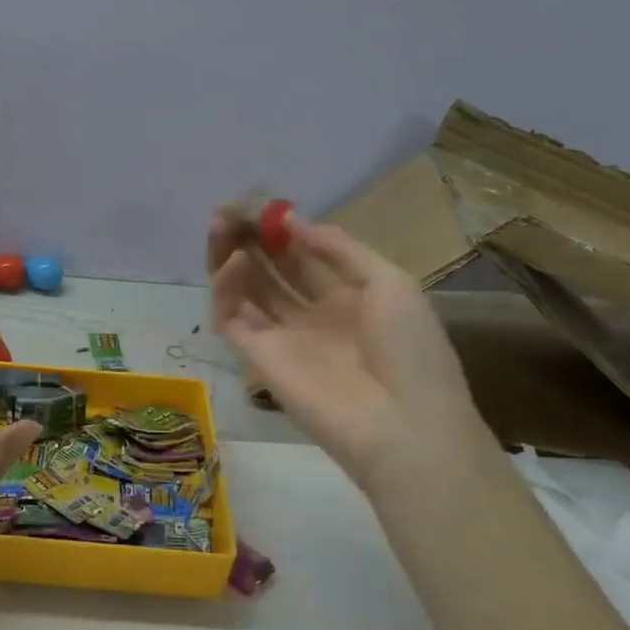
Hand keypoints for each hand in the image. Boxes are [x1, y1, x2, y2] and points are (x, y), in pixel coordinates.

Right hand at [208, 212, 485, 489]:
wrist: (405, 426)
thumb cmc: (410, 350)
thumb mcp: (389, 282)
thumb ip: (338, 248)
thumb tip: (291, 221)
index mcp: (347, 296)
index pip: (302, 255)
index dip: (281, 229)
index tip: (262, 204)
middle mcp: (310, 313)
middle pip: (269, 268)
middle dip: (250, 237)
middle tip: (230, 210)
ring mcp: (282, 336)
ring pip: (244, 289)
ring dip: (229, 255)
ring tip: (220, 225)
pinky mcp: (257, 357)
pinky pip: (232, 317)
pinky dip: (225, 288)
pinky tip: (232, 262)